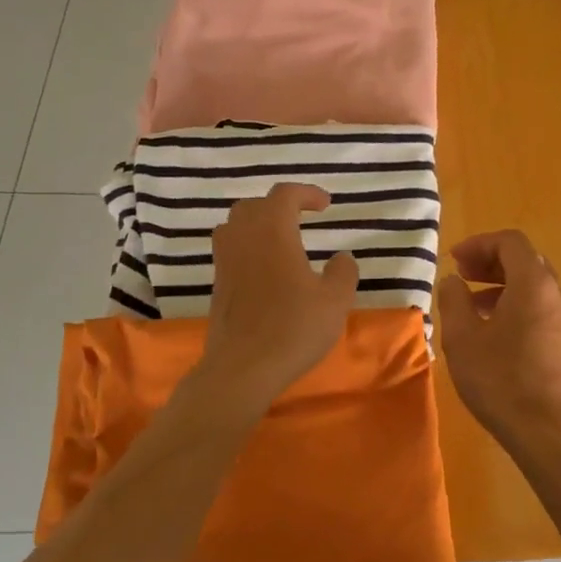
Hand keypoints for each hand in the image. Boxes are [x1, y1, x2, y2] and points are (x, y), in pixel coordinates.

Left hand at [200, 184, 357, 405]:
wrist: (242, 368)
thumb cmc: (292, 329)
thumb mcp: (335, 301)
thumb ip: (343, 273)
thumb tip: (342, 258)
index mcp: (273, 232)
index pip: (284, 195)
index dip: (306, 193)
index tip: (325, 205)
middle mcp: (244, 238)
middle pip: (253, 205)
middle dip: (278, 205)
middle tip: (301, 218)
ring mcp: (225, 262)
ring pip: (235, 225)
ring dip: (257, 223)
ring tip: (279, 239)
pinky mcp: (217, 285)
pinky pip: (229, 250)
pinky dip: (246, 247)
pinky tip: (265, 269)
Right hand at [436, 231, 560, 448]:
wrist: (546, 432)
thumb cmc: (500, 379)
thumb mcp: (462, 337)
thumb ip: (453, 299)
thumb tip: (453, 281)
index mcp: (534, 284)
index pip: (510, 242)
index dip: (479, 243)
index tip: (454, 260)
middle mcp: (558, 295)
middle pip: (525, 261)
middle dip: (491, 263)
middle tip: (462, 276)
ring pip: (535, 288)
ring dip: (502, 287)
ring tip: (472, 307)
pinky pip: (542, 310)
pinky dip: (517, 307)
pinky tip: (495, 333)